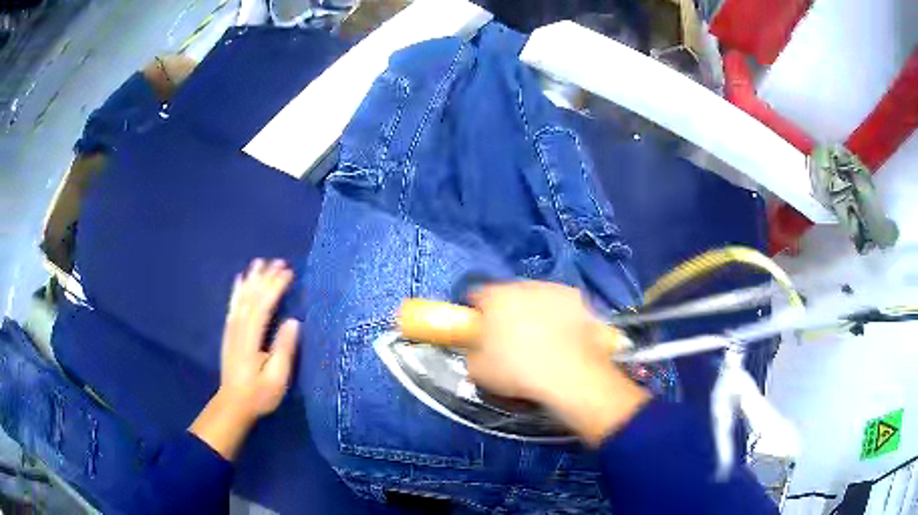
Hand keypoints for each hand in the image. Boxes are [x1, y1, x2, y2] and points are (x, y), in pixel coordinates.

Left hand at [220, 259, 299, 418]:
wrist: (233, 404)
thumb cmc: (259, 394)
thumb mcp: (277, 378)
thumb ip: (284, 349)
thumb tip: (294, 321)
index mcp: (251, 339)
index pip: (263, 306)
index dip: (275, 287)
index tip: (289, 272)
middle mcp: (239, 329)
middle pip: (252, 298)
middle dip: (265, 278)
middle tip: (279, 261)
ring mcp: (232, 330)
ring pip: (241, 299)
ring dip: (251, 279)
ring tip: (259, 262)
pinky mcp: (229, 333)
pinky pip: (232, 306)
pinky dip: (236, 291)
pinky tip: (239, 280)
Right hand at [466, 282, 649, 446]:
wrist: (571, 376)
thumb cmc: (519, 372)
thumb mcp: (479, 371)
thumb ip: (473, 354)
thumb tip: (477, 352)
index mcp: (495, 298)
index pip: (477, 296)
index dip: (476, 312)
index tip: (478, 328)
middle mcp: (524, 286)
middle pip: (509, 293)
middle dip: (507, 310)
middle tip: (508, 336)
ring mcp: (555, 290)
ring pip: (537, 297)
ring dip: (535, 311)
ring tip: (539, 339)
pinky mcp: (579, 301)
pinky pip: (562, 306)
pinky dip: (560, 317)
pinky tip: (562, 339)